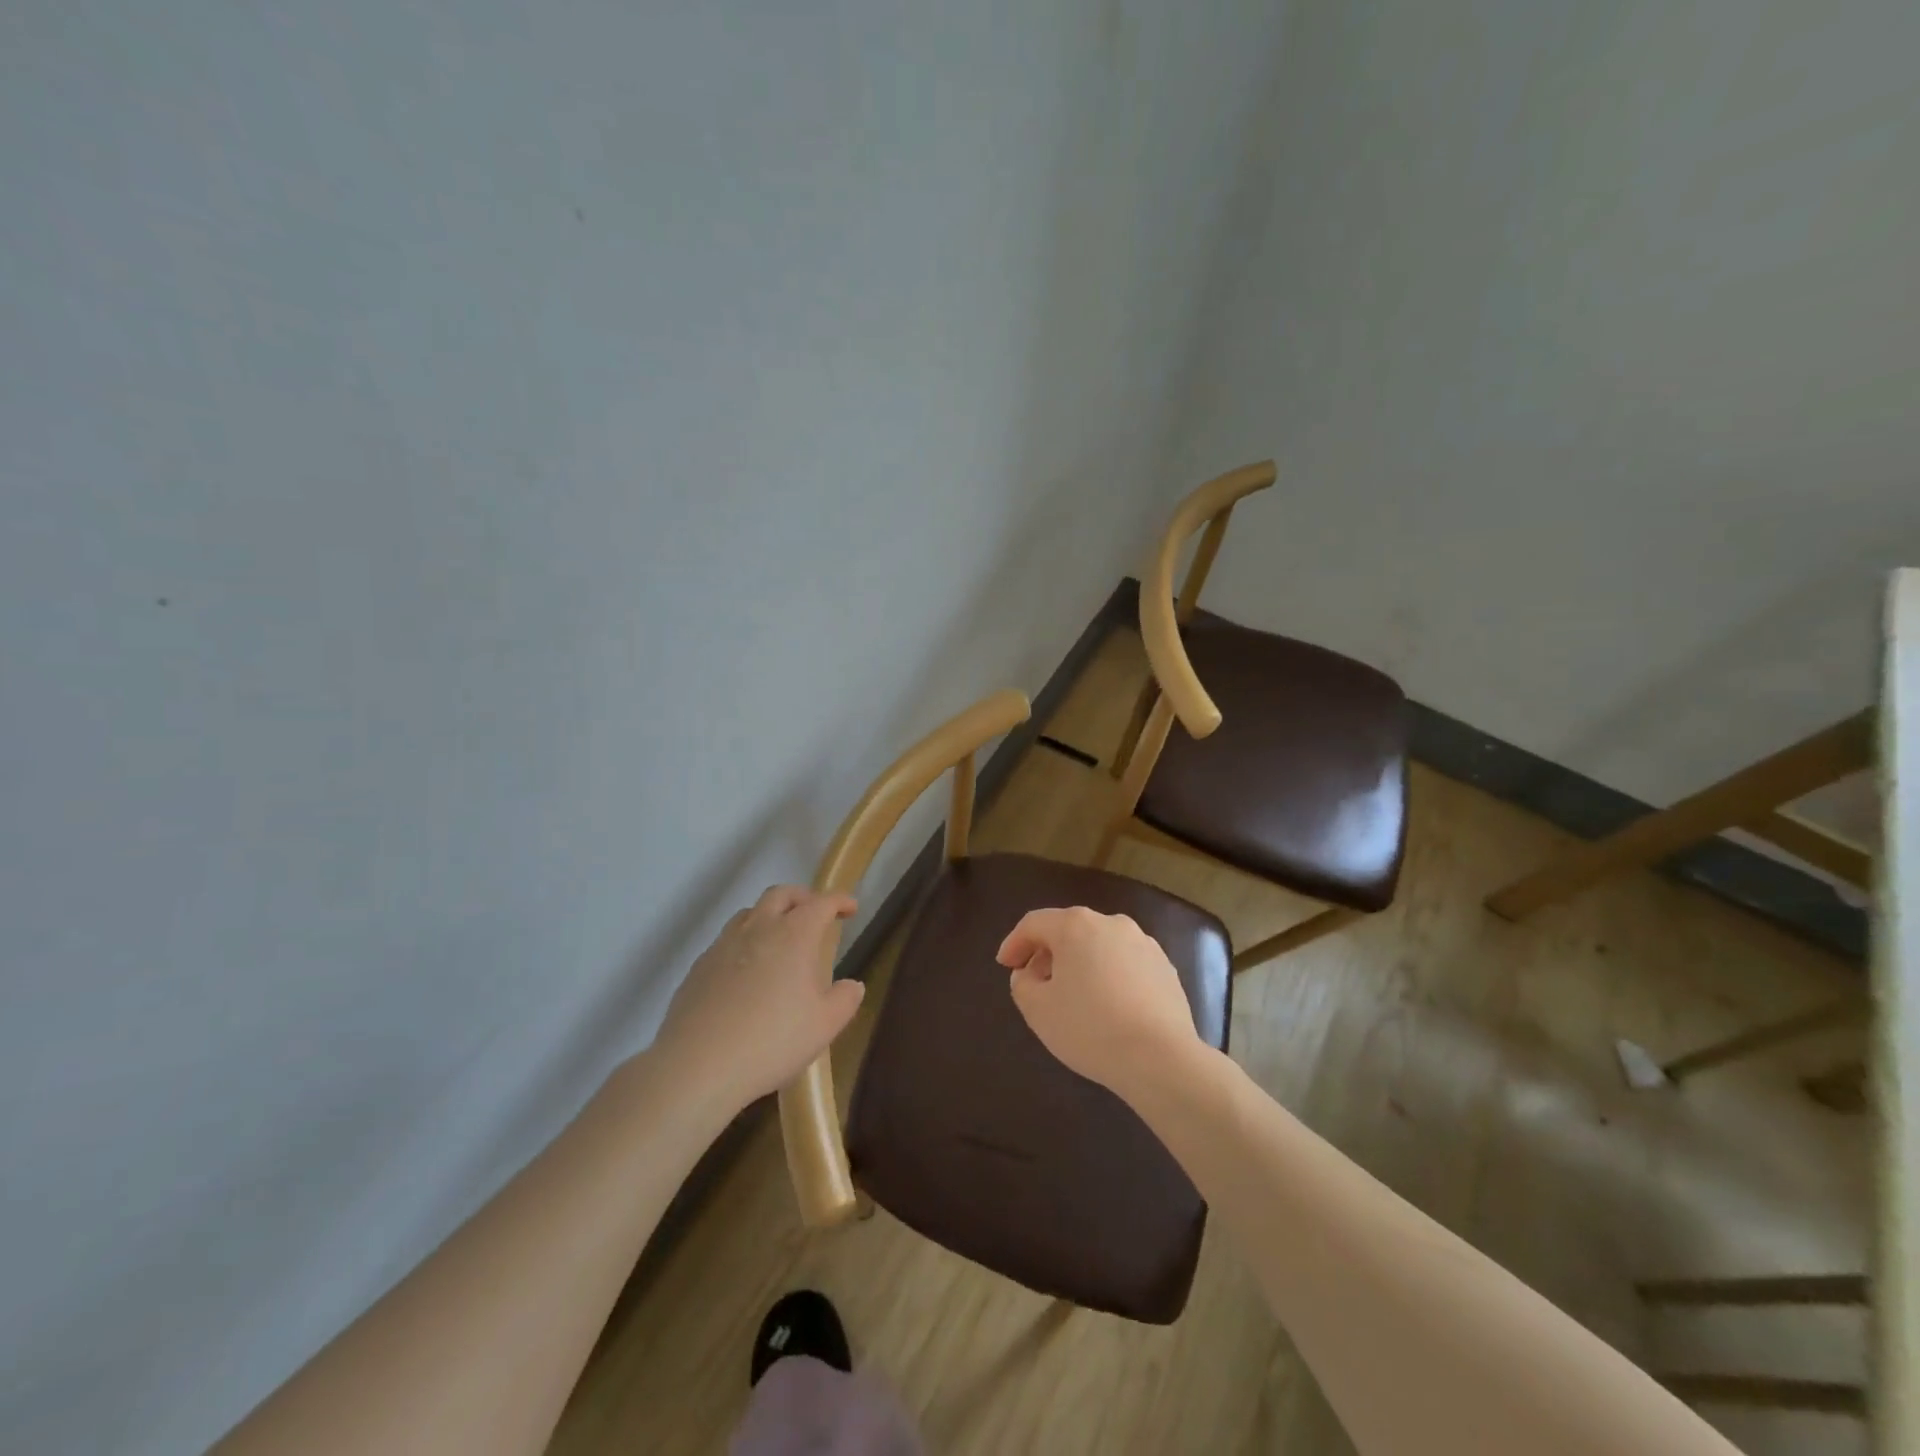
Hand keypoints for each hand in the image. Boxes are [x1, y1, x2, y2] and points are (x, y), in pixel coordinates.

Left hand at [653, 886, 863, 1114]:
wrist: (698, 1066)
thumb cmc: (772, 1041)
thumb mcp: (824, 1025)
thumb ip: (844, 1000)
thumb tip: (852, 985)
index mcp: (794, 935)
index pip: (821, 903)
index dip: (839, 901)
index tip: (850, 908)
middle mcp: (758, 929)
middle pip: (781, 894)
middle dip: (802, 897)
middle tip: (815, 912)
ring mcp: (723, 945)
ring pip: (749, 913)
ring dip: (769, 915)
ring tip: (779, 937)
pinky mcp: (699, 967)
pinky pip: (726, 940)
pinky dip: (744, 942)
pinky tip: (746, 971)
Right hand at [996, 906, 1201, 1103]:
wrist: (1160, 1058)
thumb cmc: (1089, 1028)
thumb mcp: (1037, 1009)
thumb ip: (1022, 984)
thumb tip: (1030, 973)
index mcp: (1076, 925)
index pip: (1034, 924)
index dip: (1014, 943)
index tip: (1004, 966)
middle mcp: (1111, 923)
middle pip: (1068, 930)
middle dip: (1047, 953)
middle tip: (1035, 982)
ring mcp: (1143, 943)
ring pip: (1099, 946)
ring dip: (1080, 964)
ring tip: (1072, 996)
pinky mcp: (1165, 967)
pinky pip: (1125, 964)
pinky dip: (1108, 976)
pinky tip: (1107, 1006)